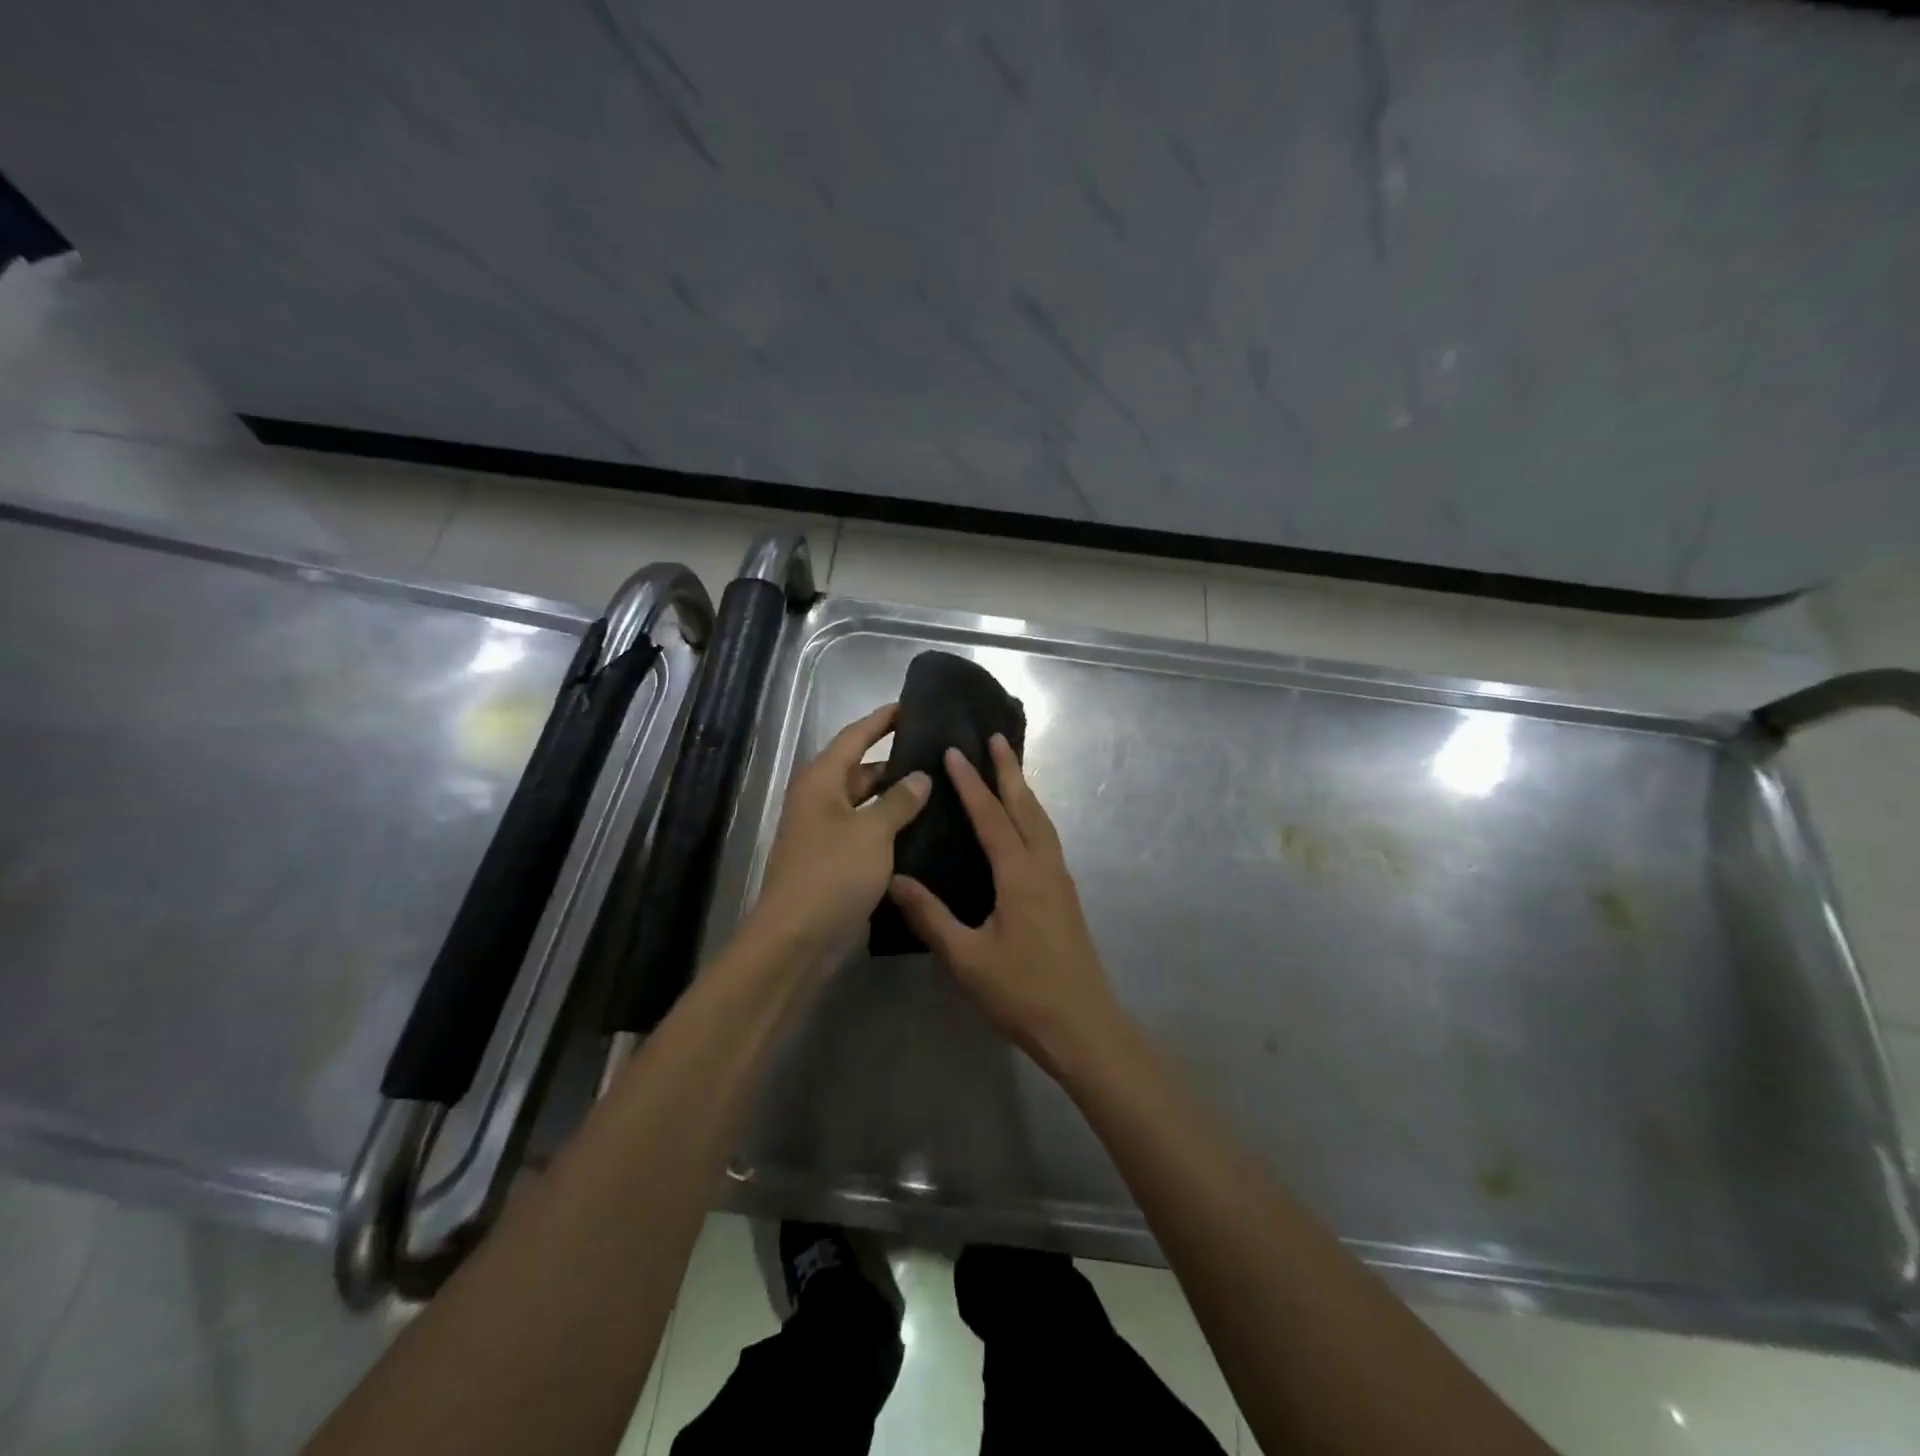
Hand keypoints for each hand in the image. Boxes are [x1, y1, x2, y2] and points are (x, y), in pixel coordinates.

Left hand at [751, 704, 929, 961]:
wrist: (797, 939)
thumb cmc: (832, 873)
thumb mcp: (872, 832)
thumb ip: (899, 801)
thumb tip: (921, 776)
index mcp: (821, 781)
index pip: (855, 736)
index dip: (883, 720)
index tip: (912, 705)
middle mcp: (821, 800)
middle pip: (861, 769)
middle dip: (896, 761)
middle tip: (938, 752)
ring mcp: (826, 833)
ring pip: (867, 803)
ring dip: (896, 797)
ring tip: (940, 788)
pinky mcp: (836, 862)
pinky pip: (868, 832)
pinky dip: (891, 827)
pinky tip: (924, 829)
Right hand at [888, 735, 1127, 1079]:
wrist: (1084, 1027)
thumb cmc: (1023, 993)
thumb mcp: (967, 959)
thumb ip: (931, 917)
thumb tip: (895, 879)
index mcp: (1020, 875)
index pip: (991, 816)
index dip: (971, 783)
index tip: (956, 750)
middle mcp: (1045, 867)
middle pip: (1026, 807)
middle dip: (1010, 770)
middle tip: (996, 737)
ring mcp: (1060, 880)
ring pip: (1042, 821)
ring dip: (1024, 791)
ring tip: (1009, 769)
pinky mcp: (1066, 895)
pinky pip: (1047, 839)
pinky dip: (1032, 816)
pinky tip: (1023, 826)